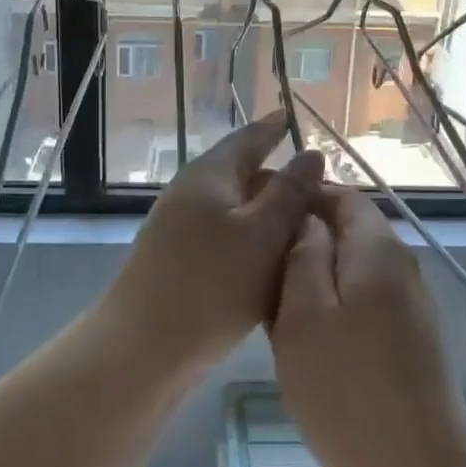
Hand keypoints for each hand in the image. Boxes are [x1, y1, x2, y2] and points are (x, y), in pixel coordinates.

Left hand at [102, 112, 324, 376]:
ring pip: (237, 213)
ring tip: (307, 233)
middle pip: (244, 176)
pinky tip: (273, 268)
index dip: (274, 128)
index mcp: (210, 176)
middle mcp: (192, 195)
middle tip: (323, 195)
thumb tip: (311, 154)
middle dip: (281, 181)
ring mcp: (180, 230)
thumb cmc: (210, 286)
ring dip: (269, 218)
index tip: (292, 117)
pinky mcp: (179, 263)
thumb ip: (290, 193)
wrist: (142, 349)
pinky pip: (226, 241)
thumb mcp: (263, 235)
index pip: (248, 138)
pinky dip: (253, 245)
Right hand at [267, 187, 465, 466]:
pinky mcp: (410, 342)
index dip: (302, 199)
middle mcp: (402, 269)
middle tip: (260, 271)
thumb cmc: (346, 390)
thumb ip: (303, 256)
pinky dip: (333, 308)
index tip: (262, 220)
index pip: (343, 197)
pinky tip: (308, 340)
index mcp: (378, 251)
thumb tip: (307, 219)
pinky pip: (365, 304)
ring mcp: (410, 307)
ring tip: (274, 307)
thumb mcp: (304, 316)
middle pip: (350, 233)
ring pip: (354, 272)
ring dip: (315, 279)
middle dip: (305, 242)